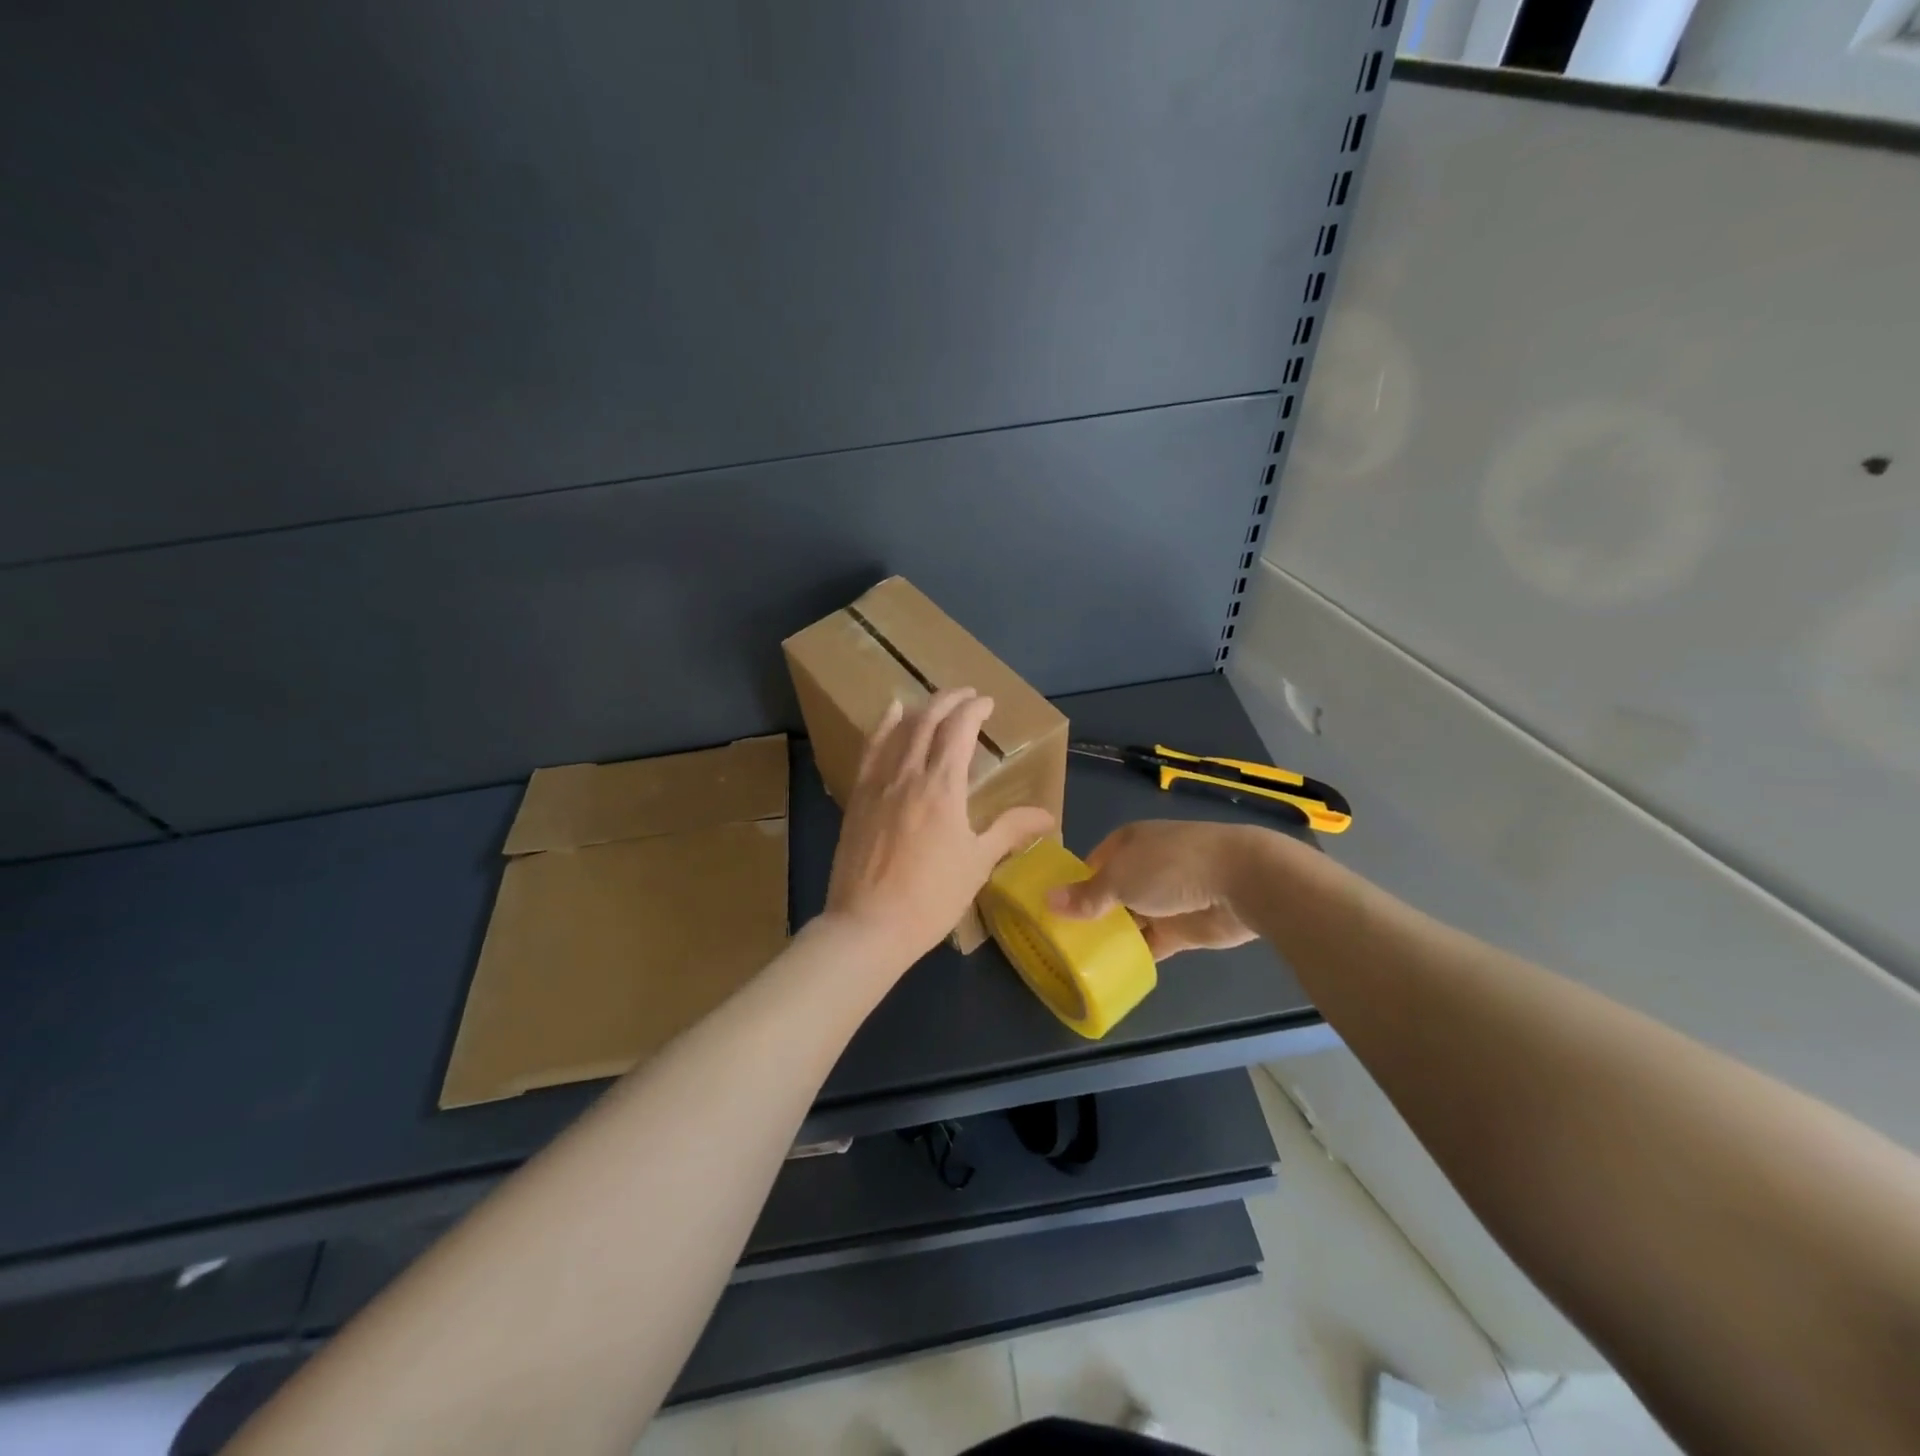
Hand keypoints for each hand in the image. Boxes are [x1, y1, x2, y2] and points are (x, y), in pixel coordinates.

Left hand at [824, 688, 1054, 970]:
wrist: (869, 925)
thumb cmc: (931, 898)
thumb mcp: (978, 863)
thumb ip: (1010, 830)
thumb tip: (1047, 816)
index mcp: (943, 787)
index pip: (959, 730)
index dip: (974, 710)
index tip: (987, 703)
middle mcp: (908, 775)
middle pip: (927, 721)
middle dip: (949, 701)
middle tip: (967, 694)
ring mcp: (878, 785)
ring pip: (898, 731)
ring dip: (920, 709)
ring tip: (934, 701)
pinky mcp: (858, 799)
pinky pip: (870, 751)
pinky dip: (883, 727)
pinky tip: (890, 716)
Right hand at [1048, 820, 1265, 959]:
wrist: (1240, 881)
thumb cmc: (1171, 866)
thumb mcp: (1119, 878)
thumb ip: (1086, 896)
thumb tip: (1047, 900)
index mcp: (1128, 842)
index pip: (1092, 864)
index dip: (1073, 885)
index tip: (1052, 911)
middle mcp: (1145, 867)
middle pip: (1110, 893)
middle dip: (1090, 914)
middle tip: (1060, 942)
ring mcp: (1165, 898)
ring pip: (1130, 919)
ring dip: (1113, 936)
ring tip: (1079, 961)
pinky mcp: (1183, 928)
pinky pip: (1152, 942)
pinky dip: (1136, 954)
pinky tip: (1112, 970)